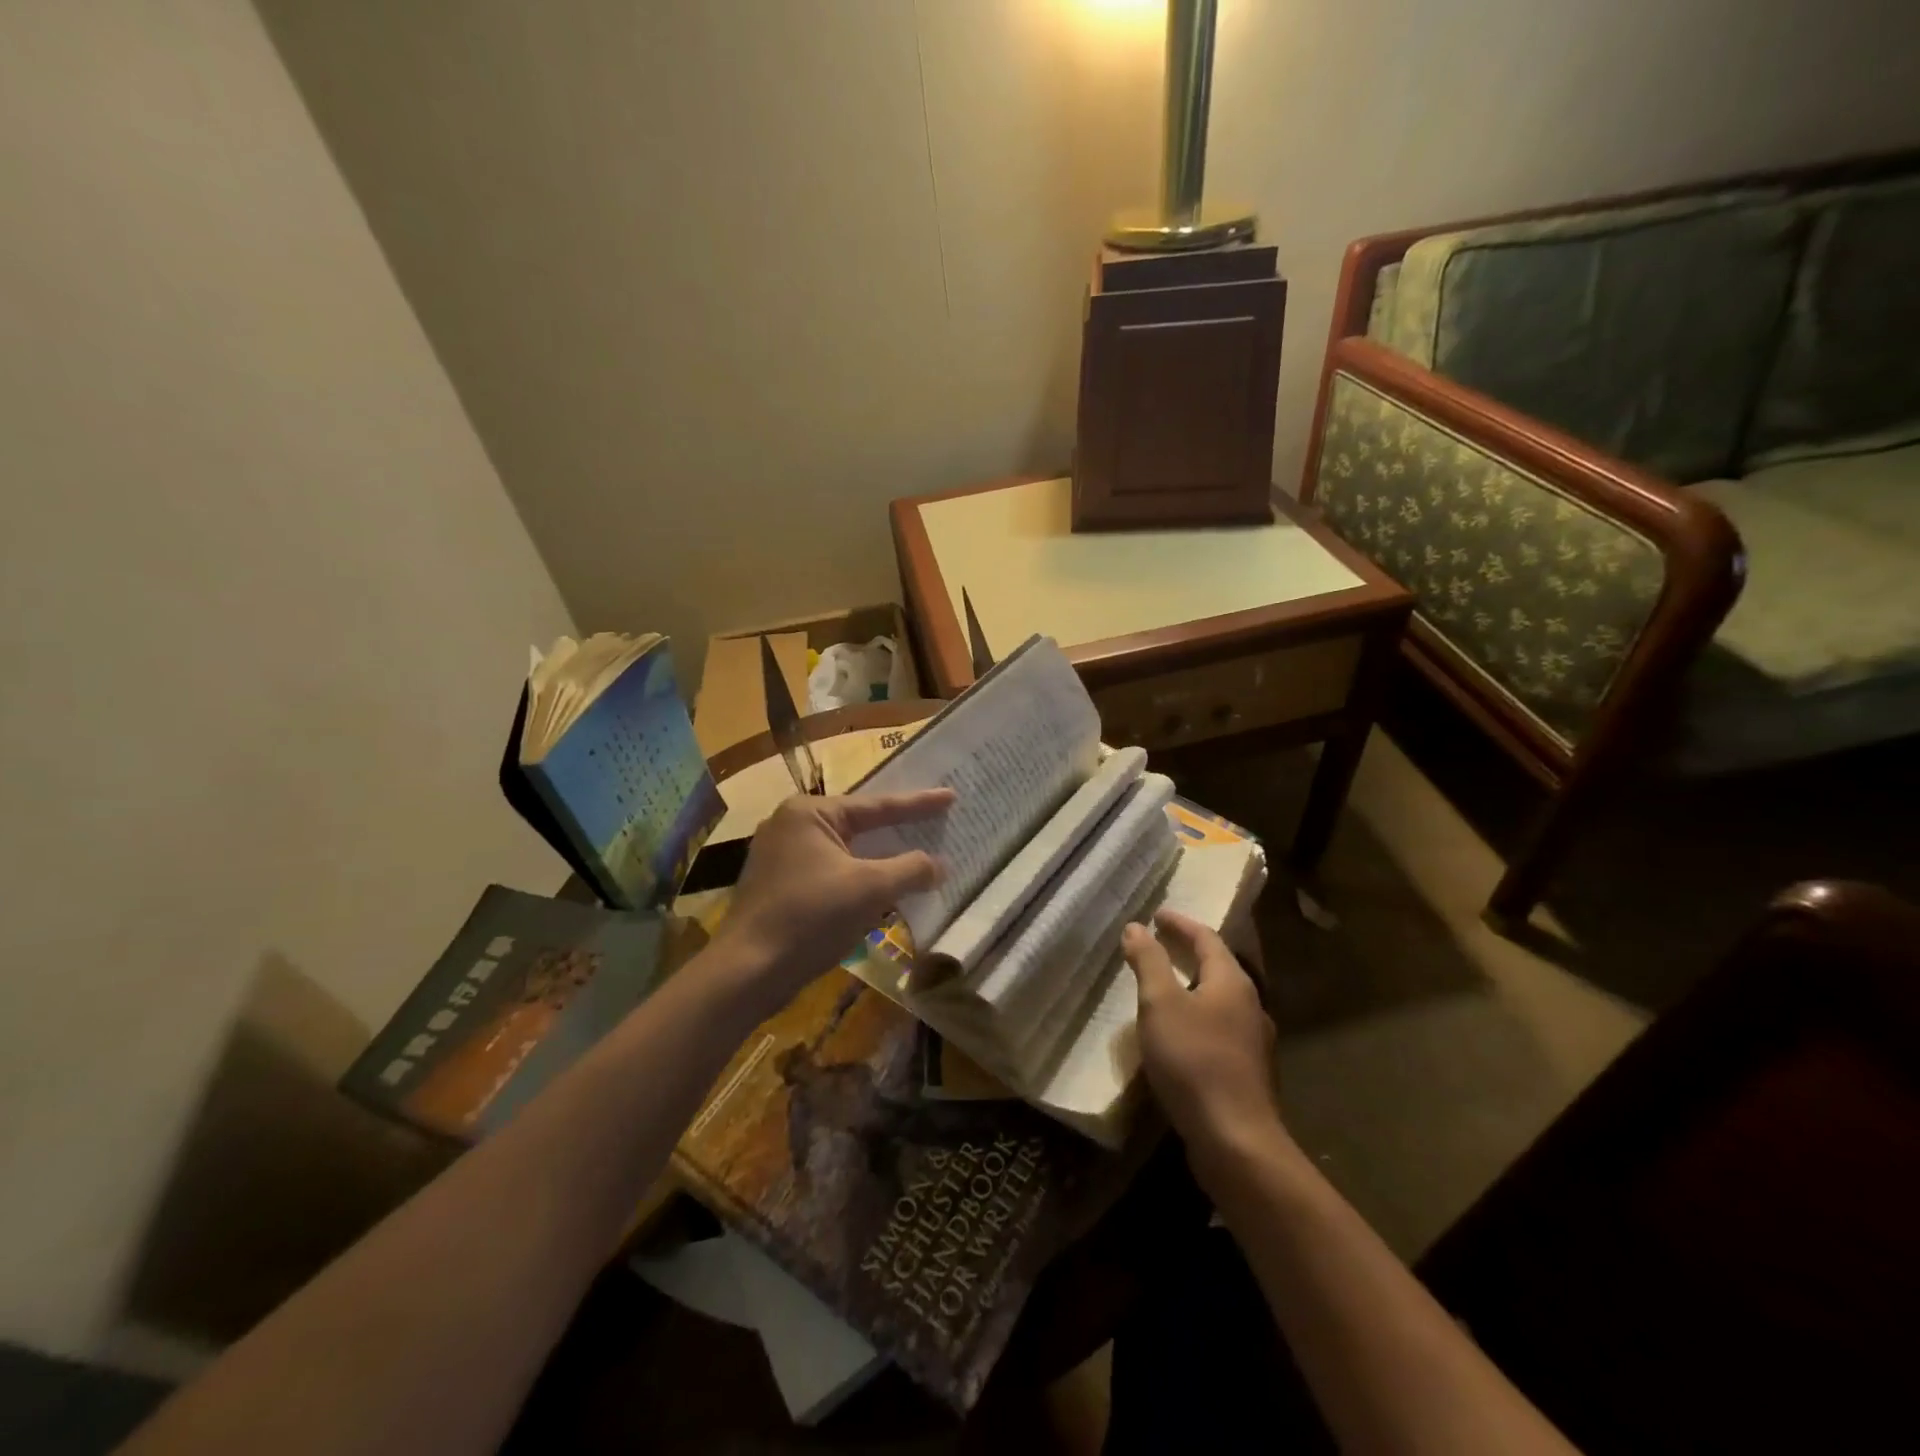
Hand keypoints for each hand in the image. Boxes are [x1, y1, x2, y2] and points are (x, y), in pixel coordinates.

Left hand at [713, 789, 954, 1013]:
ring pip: (846, 851)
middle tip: (937, 821)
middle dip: (898, 829)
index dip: (919, 803)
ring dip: (880, 859)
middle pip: (860, 825)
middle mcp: (791, 825)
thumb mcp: (870, 889)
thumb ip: (910, 870)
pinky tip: (883, 887)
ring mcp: (781, 856)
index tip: (951, 795)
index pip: (877, 805)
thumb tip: (939, 865)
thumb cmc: (810, 917)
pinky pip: (832, 872)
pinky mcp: (780, 886)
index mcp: (809, 813)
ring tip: (916, 852)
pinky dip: (859, 877)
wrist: (747, 972)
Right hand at [1124, 909, 1286, 1165]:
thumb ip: (1149, 962)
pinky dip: (1198, 1014)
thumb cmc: (1194, 1061)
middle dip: (1189, 951)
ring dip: (1194, 985)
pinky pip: (1220, 1027)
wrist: (1236, 1140)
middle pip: (1219, 966)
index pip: (1207, 938)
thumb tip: (1136, 927)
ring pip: (1221, 999)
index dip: (1181, 924)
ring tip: (1166, 985)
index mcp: (1232, 981)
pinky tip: (1181, 1032)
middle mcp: (1250, 1004)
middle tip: (1160, 943)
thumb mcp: (1161, 1004)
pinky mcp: (1248, 1071)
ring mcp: (1253, 1040)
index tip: (1157, 915)